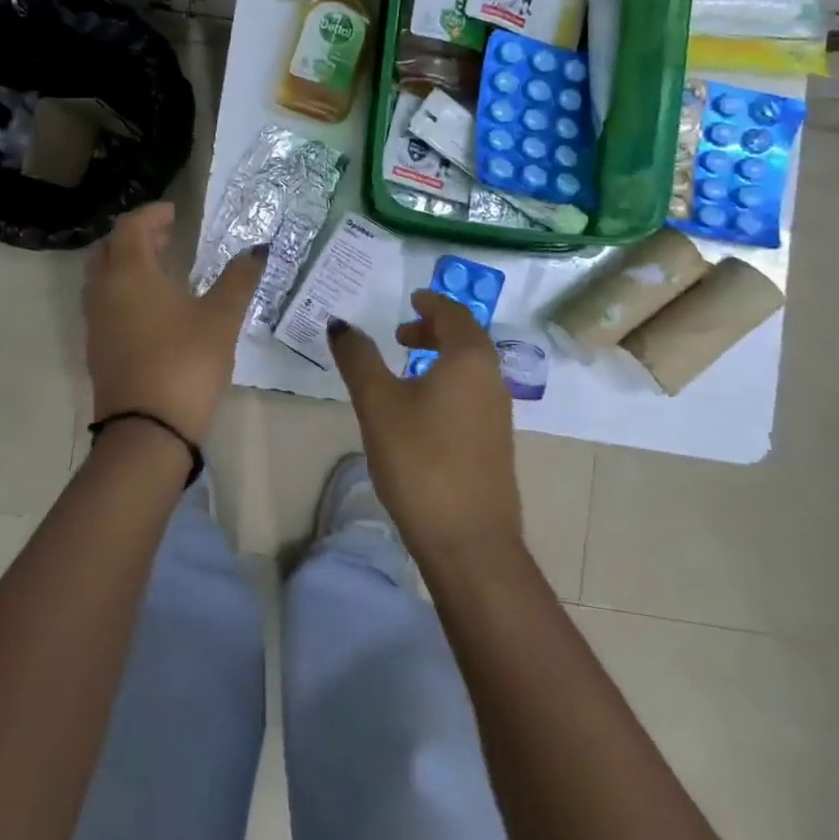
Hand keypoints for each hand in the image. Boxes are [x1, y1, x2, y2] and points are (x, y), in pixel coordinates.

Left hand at [84, 201, 264, 442]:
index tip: (175, 213)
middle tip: (167, 235)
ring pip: (103, 278)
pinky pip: (105, 304)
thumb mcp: (221, 318)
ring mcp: (96, 323)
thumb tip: (257, 250)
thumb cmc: (185, 362)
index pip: (130, 227)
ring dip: (127, 264)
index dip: (151, 214)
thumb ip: (238, 280)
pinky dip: (124, 291)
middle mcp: (104, 292)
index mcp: (129, 274)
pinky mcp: (97, 349)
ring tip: (161, 267)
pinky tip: (152, 308)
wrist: (147, 430)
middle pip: (110, 248)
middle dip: (136, 236)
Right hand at [327, 291, 520, 563]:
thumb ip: (358, 358)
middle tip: (401, 335)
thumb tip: (340, 324)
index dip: (431, 302)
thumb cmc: (419, 459)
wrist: (468, 539)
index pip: (454, 313)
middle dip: (434, 329)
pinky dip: (449, 383)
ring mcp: (498, 413)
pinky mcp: (496, 443)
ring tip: (406, 370)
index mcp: (469, 358)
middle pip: (466, 338)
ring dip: (441, 357)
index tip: (411, 300)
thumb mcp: (378, 403)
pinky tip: (423, 410)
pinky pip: (472, 394)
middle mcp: (492, 378)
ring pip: (471, 368)